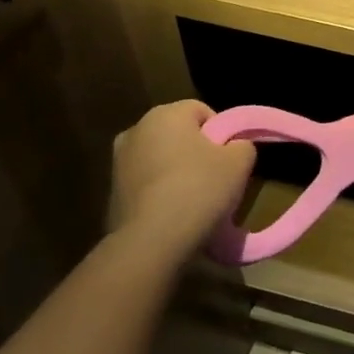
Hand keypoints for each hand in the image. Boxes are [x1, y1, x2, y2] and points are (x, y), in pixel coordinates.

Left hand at [109, 101, 255, 251]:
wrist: (150, 242)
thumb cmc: (198, 189)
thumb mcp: (240, 162)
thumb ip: (242, 144)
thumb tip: (235, 147)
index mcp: (165, 114)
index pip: (202, 111)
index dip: (220, 132)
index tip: (229, 158)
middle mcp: (136, 130)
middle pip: (179, 134)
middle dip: (196, 150)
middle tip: (215, 177)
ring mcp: (118, 162)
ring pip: (161, 159)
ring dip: (176, 171)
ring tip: (195, 199)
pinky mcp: (111, 193)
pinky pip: (146, 184)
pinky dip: (160, 192)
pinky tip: (173, 214)